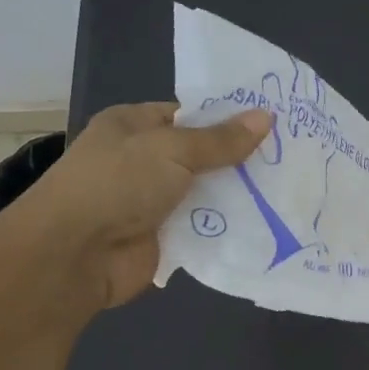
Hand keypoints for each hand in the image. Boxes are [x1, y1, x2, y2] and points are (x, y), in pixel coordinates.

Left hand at [17, 101, 272, 310]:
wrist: (76, 255)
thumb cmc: (117, 184)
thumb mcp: (172, 150)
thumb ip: (220, 140)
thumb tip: (265, 117)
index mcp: (134, 126)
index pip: (190, 114)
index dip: (229, 118)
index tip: (273, 123)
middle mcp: (143, 161)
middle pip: (202, 155)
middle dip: (241, 158)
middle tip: (292, 157)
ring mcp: (153, 201)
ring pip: (207, 193)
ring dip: (240, 194)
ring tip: (290, 188)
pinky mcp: (164, 238)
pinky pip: (204, 227)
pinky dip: (229, 226)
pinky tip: (268, 222)